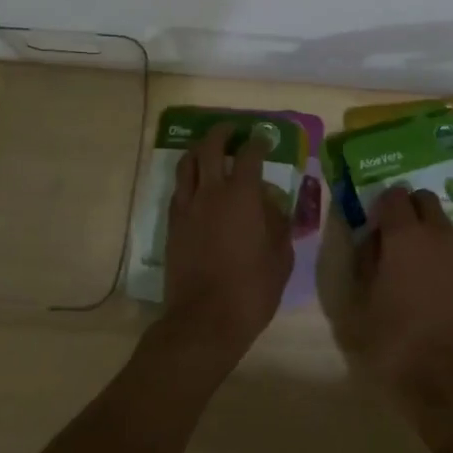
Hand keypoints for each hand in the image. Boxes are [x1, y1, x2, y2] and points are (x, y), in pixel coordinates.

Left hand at [158, 123, 292, 367]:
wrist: (204, 320)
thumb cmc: (252, 289)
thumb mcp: (280, 257)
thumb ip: (279, 223)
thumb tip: (273, 204)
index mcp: (242, 195)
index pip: (249, 155)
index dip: (258, 142)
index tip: (264, 139)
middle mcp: (211, 192)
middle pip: (210, 148)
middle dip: (221, 133)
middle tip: (231, 131)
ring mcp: (187, 207)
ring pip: (187, 164)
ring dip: (199, 151)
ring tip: (208, 150)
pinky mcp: (172, 225)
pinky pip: (178, 189)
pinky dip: (188, 178)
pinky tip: (197, 186)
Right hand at [355, 185, 452, 443]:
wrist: (443, 381)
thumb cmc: (391, 341)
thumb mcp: (358, 301)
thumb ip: (363, 259)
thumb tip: (370, 238)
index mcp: (405, 235)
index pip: (394, 195)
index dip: (380, 205)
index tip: (372, 225)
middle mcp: (437, 235)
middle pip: (424, 200)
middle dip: (407, 209)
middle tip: (391, 237)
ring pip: (443, 223)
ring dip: (426, 231)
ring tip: (411, 264)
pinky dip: (442, 254)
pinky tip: (431, 284)